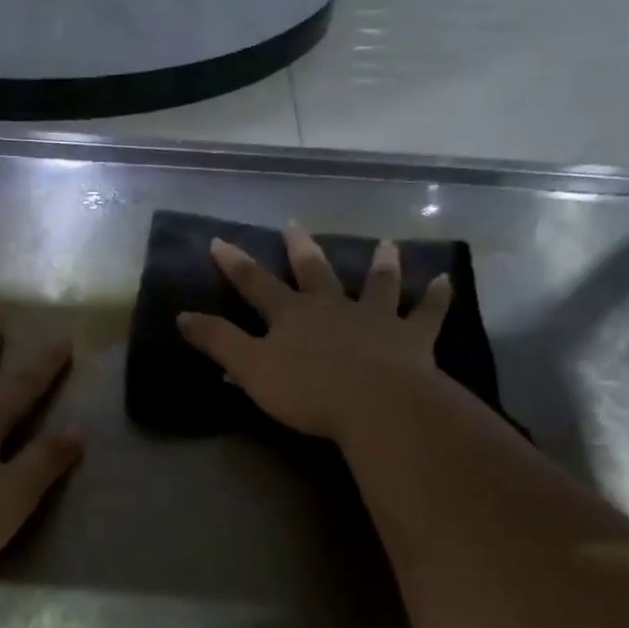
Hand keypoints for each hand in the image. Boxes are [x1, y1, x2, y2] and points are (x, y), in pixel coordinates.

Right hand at [176, 226, 451, 439]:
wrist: (374, 403)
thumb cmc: (306, 389)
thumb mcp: (251, 368)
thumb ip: (218, 342)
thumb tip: (182, 316)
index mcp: (291, 315)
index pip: (255, 284)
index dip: (234, 264)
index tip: (219, 241)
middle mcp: (332, 307)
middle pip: (313, 272)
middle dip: (300, 249)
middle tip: (293, 224)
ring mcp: (375, 319)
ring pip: (376, 284)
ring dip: (379, 264)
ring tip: (384, 244)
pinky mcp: (411, 338)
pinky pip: (426, 313)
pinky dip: (436, 297)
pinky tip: (445, 279)